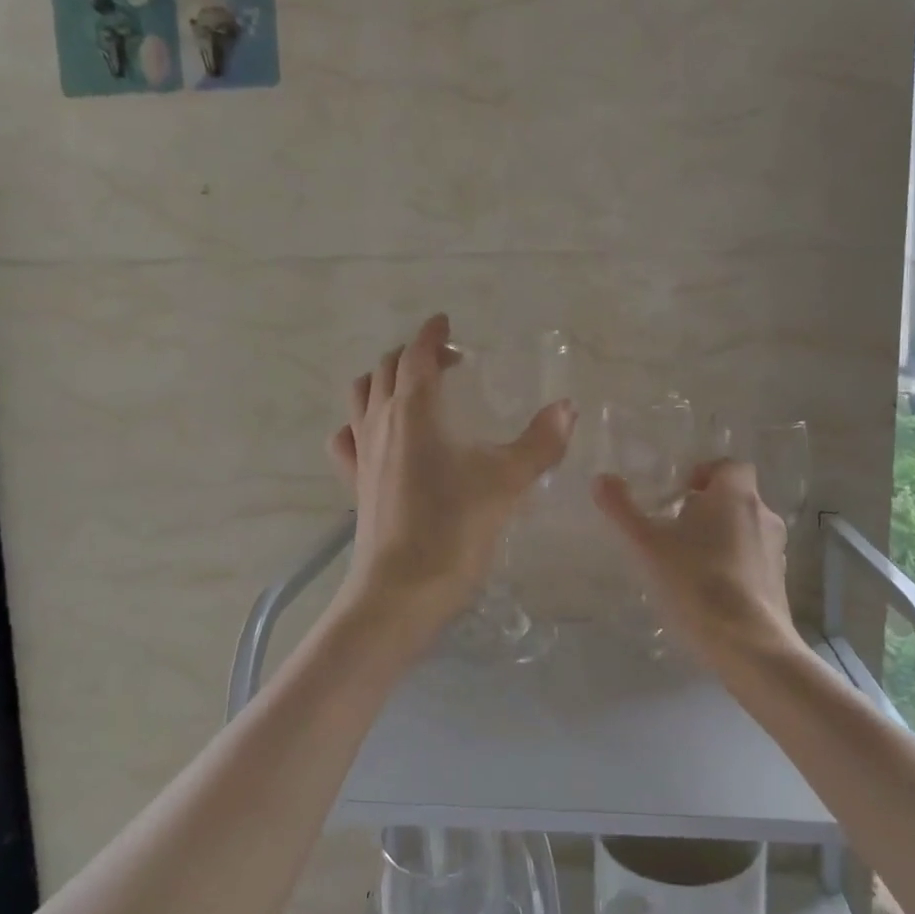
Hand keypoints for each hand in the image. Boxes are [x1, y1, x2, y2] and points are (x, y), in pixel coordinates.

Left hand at [329, 314, 575, 639]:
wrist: (401, 590)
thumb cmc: (454, 528)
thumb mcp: (507, 482)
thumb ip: (540, 442)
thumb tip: (567, 407)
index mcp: (414, 409)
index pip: (417, 353)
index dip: (432, 334)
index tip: (446, 323)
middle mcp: (380, 421)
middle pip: (387, 368)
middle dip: (414, 354)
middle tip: (447, 363)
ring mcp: (361, 452)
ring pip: (362, 395)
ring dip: (385, 380)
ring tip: (415, 392)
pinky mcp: (355, 482)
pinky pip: (348, 436)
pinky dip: (361, 422)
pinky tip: (380, 437)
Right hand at [594, 459, 794, 657]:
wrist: (748, 645)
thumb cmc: (696, 583)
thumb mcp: (648, 545)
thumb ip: (622, 509)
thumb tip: (601, 478)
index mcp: (735, 496)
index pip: (729, 466)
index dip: (706, 473)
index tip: (680, 493)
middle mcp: (762, 515)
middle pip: (736, 498)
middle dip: (708, 508)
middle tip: (675, 528)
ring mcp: (776, 551)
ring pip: (746, 530)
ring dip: (722, 537)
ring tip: (689, 562)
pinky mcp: (780, 583)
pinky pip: (754, 561)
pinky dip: (735, 565)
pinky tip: (709, 591)